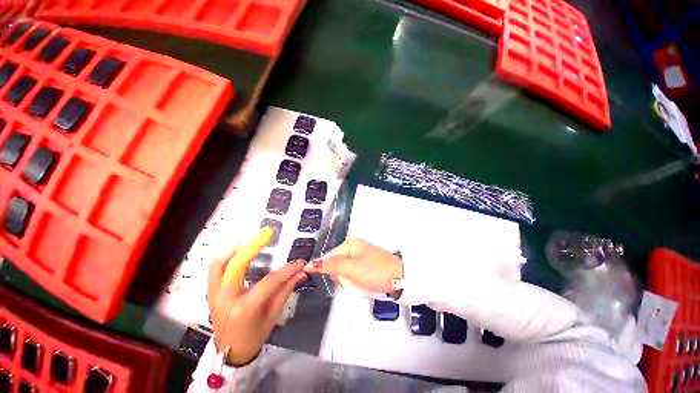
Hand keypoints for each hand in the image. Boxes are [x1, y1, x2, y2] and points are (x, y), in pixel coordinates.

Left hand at [207, 246, 306, 365]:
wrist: (230, 352)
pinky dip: (225, 257)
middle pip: (237, 265)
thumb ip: (286, 290)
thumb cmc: (254, 335)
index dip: (287, 270)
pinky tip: (238, 252)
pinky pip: (214, 269)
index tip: (299, 262)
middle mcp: (226, 298)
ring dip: (237, 250)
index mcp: (245, 307)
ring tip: (252, 242)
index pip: (269, 281)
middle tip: (267, 235)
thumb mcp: (273, 315)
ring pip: (220, 264)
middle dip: (253, 247)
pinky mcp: (211, 292)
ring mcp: (214, 295)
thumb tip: (301, 272)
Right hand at [304, 238, 402, 293]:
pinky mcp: (364, 267)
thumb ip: (331, 265)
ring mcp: (359, 258)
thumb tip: (311, 263)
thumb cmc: (376, 271)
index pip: (328, 259)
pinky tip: (367, 284)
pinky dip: (358, 284)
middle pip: (336, 268)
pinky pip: (354, 278)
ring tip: (364, 283)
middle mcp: (353, 249)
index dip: (333, 272)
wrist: (400, 278)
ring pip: (345, 275)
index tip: (345, 279)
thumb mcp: (352, 269)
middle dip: (345, 278)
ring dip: (352, 283)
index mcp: (349, 245)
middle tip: (357, 280)